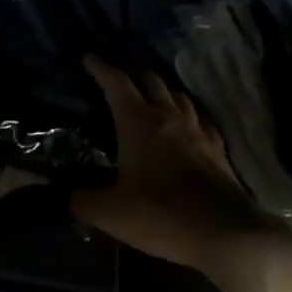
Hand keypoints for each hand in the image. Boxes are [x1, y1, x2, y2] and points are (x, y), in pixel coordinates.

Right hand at [72, 58, 272, 271]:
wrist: (224, 232)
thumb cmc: (161, 215)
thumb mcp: (110, 213)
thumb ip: (82, 200)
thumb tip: (67, 193)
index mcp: (138, 122)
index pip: (116, 83)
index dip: (101, 69)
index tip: (89, 59)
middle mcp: (168, 116)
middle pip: (151, 81)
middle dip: (134, 77)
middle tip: (121, 84)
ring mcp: (197, 130)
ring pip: (178, 96)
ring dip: (162, 92)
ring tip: (153, 99)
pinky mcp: (217, 148)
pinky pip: (200, 119)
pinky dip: (188, 115)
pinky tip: (188, 126)